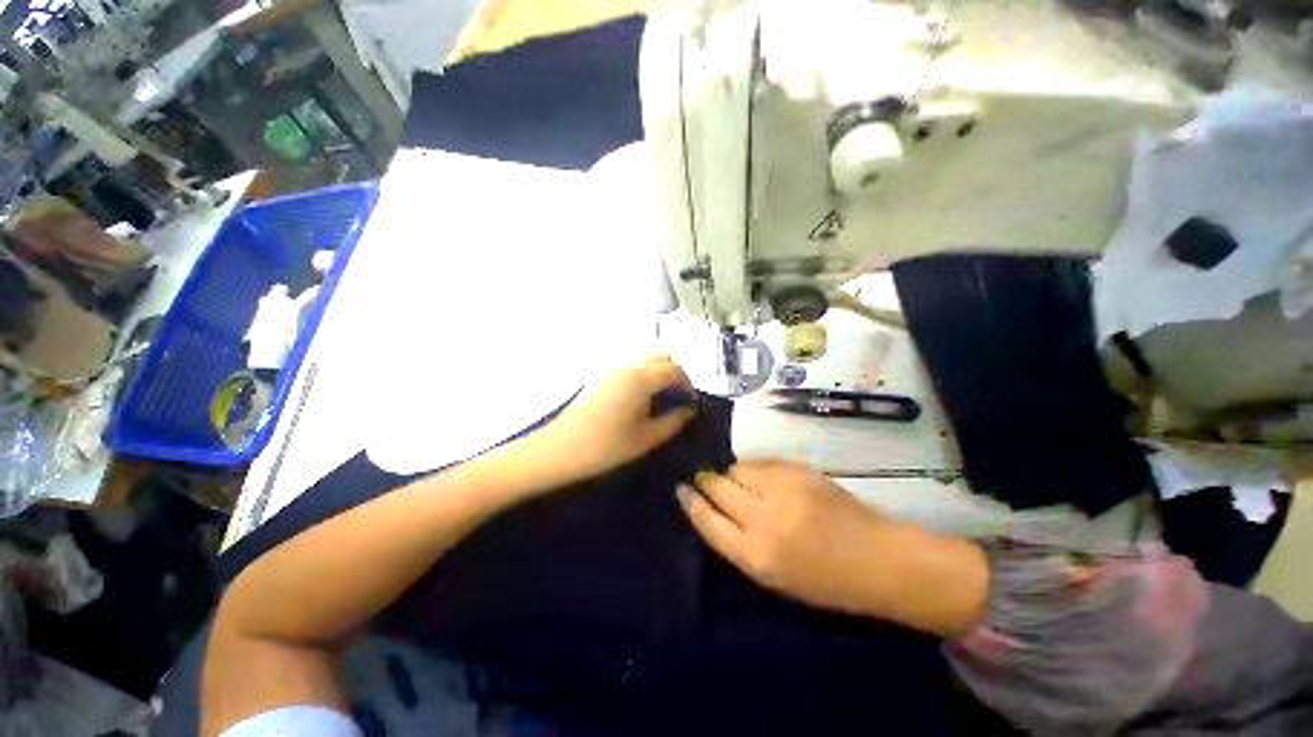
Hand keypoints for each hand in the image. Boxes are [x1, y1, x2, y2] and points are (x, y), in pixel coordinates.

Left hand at [539, 354, 695, 480]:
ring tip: (660, 399)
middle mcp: (627, 365)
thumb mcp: (646, 439)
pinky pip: (630, 365)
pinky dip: (643, 374)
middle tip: (677, 396)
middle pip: (660, 354)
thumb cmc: (605, 447)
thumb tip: (689, 410)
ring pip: (644, 358)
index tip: (691, 402)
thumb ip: (673, 421)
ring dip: (658, 371)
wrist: (558, 450)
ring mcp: (611, 368)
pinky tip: (640, 399)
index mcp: (641, 378)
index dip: (688, 384)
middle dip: (675, 372)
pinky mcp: (600, 376)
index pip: (674, 369)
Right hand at [678, 461, 889, 615]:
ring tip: (736, 479)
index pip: (708, 521)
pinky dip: (753, 467)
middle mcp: (763, 519)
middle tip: (702, 477)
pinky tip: (758, 474)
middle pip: (717, 488)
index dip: (691, 502)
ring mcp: (781, 490)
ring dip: (730, 473)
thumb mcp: (773, 576)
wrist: (877, 558)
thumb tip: (714, 508)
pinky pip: (760, 462)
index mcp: (755, 556)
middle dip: (705, 480)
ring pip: (736, 469)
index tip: (681, 489)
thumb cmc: (825, 581)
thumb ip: (739, 542)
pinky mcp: (797, 471)